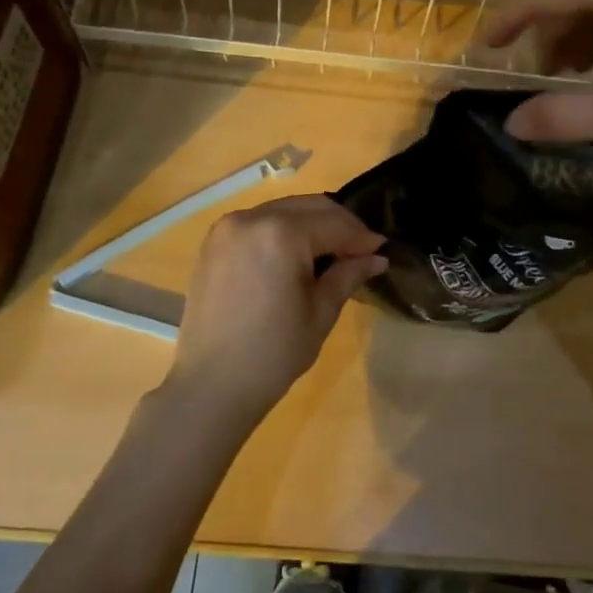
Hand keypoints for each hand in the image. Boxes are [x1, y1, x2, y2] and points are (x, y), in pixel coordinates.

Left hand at [168, 195, 385, 420]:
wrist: (211, 385)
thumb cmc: (273, 353)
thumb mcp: (320, 313)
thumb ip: (348, 275)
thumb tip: (376, 257)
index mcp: (281, 234)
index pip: (334, 224)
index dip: (362, 237)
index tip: (382, 250)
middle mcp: (251, 218)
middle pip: (309, 207)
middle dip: (339, 225)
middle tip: (361, 250)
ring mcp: (227, 228)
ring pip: (284, 211)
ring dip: (311, 225)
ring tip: (331, 254)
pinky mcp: (214, 242)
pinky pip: (259, 223)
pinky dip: (283, 231)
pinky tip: (296, 256)